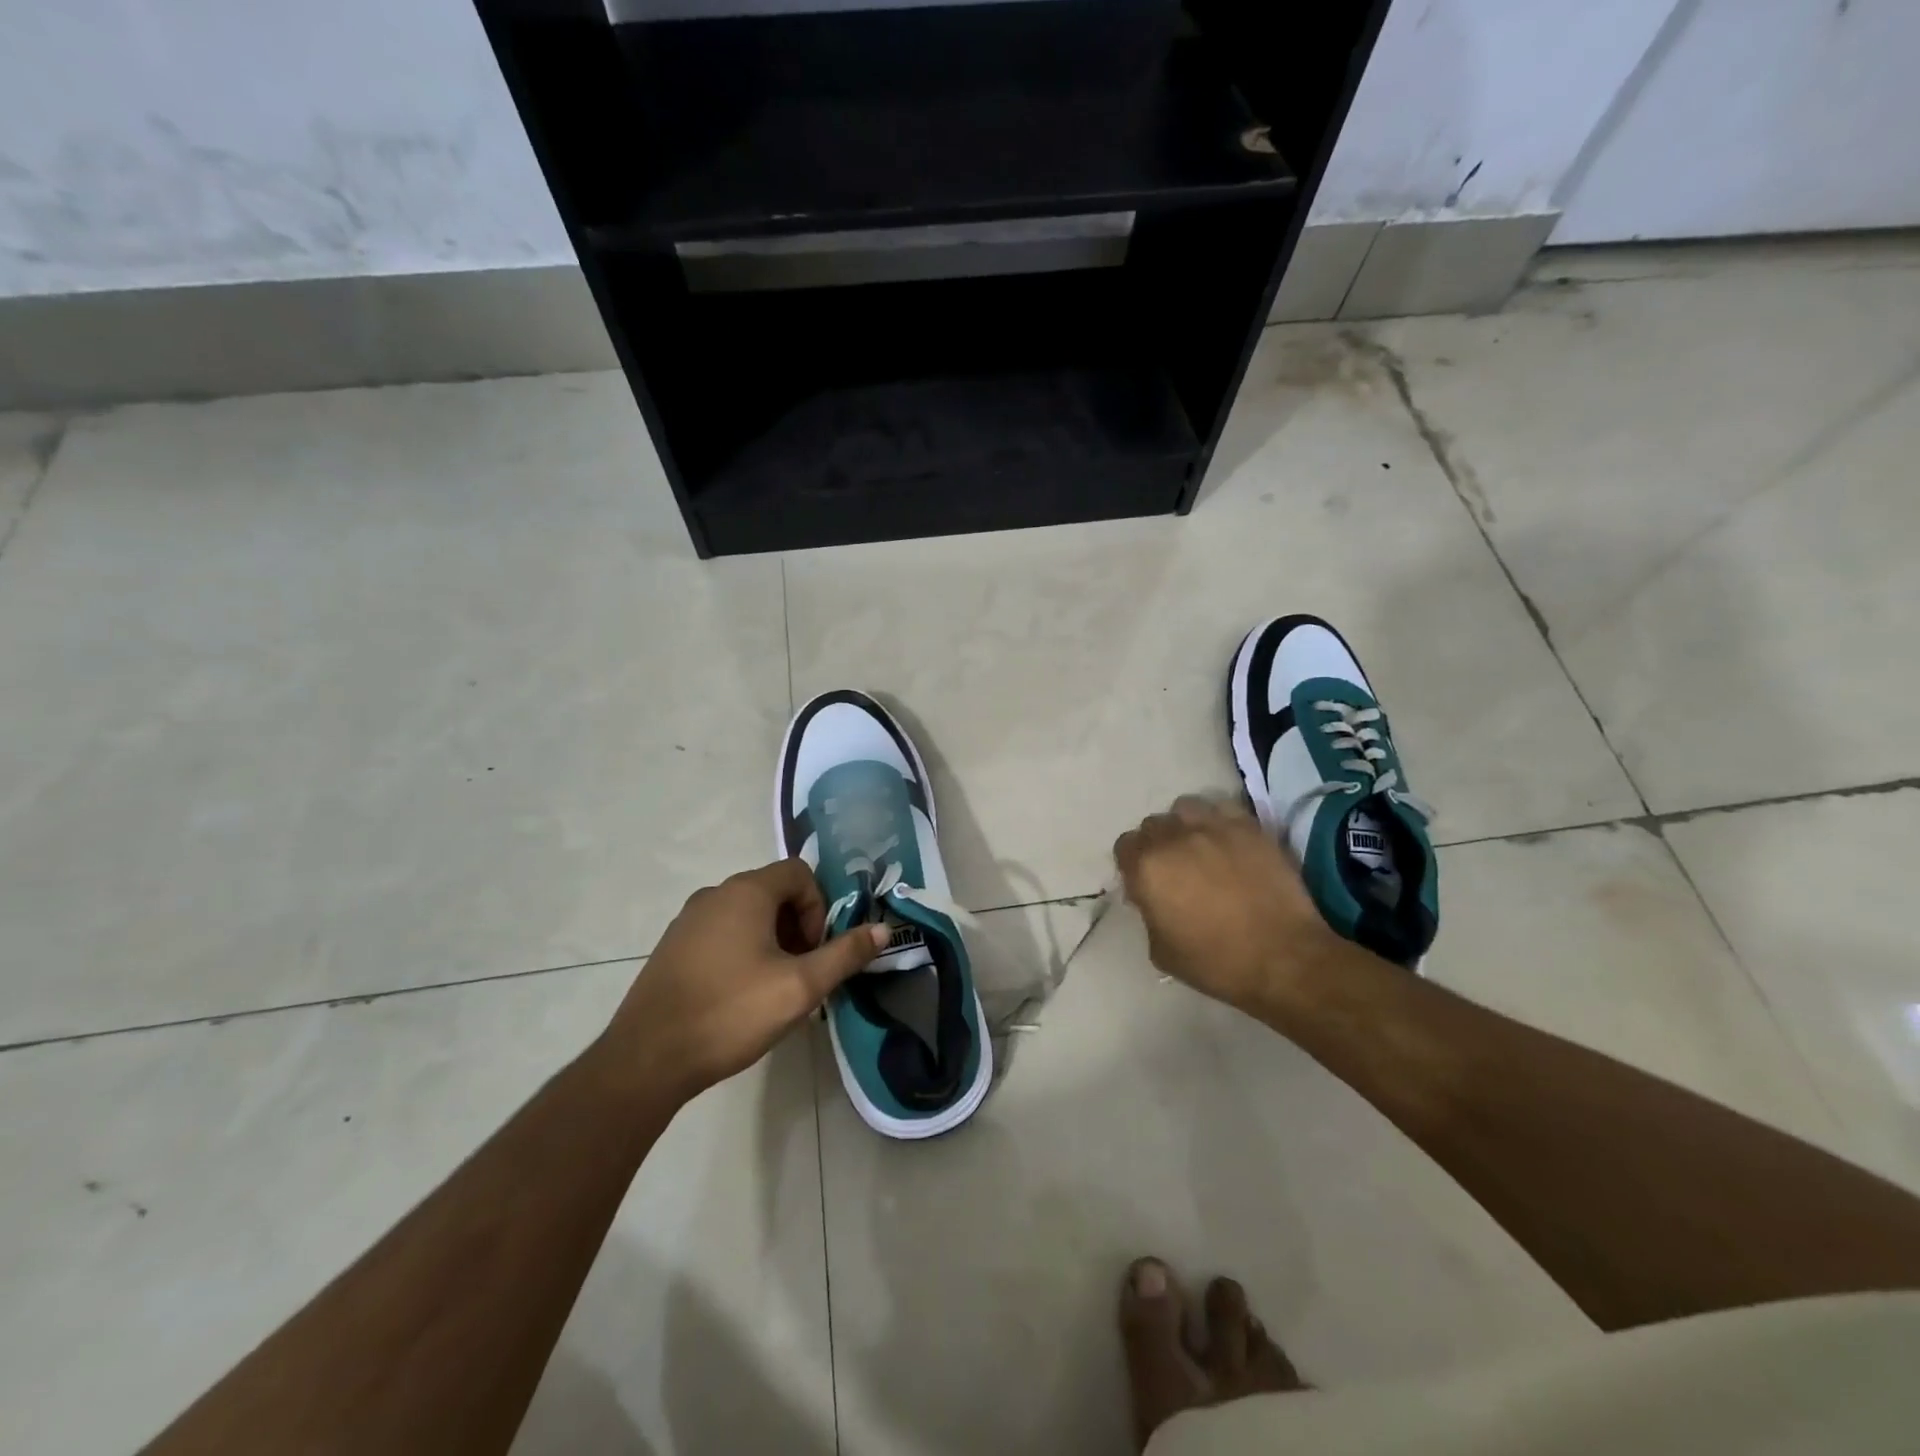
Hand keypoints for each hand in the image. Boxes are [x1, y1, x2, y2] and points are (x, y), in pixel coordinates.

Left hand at [599, 859, 885, 1100]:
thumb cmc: (731, 1013)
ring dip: (772, 940)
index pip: (799, 873)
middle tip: (802, 972)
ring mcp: (688, 920)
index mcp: (746, 892)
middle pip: (773, 892)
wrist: (647, 1059)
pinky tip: (740, 995)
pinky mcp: (672, 947)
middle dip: (798, 926)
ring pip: (747, 914)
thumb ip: (845, 954)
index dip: (819, 907)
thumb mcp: (800, 987)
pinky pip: (721, 932)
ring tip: (774, 988)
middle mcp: (715, 894)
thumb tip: (883, 929)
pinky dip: (742, 951)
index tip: (815, 951)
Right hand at [1112, 796, 1336, 1014]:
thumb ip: (1148, 913)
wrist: (1283, 958)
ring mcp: (1213, 826)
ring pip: (1184, 808)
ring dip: (1184, 825)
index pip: (1124, 846)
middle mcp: (1174, 837)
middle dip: (1157, 844)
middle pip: (1153, 825)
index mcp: (1147, 867)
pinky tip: (1227, 842)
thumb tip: (1153, 898)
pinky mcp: (1248, 827)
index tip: (1147, 883)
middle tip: (1175, 869)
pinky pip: (1221, 808)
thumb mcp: (1161, 950)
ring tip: (1199, 847)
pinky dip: (1218, 820)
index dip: (1133, 864)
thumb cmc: (1216, 962)